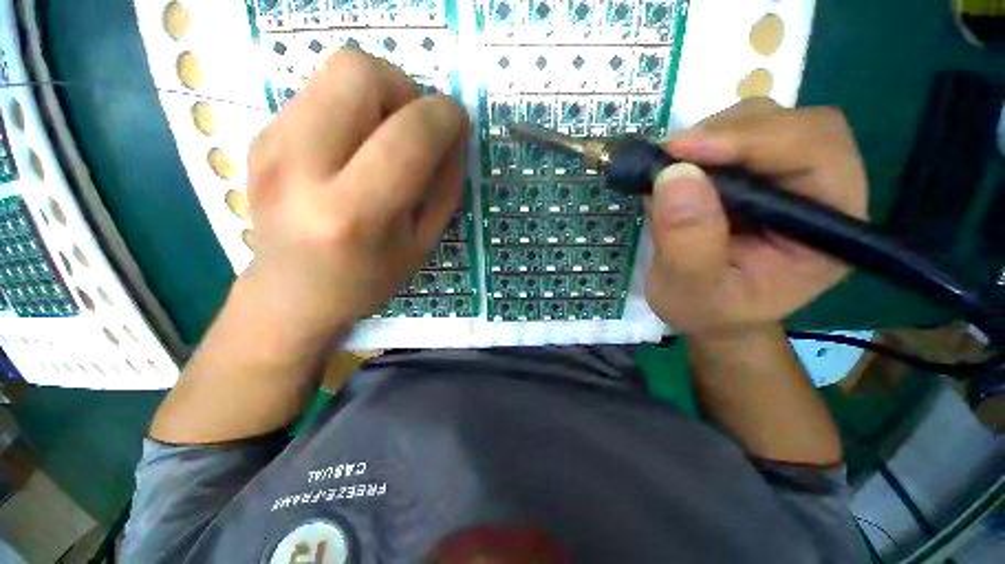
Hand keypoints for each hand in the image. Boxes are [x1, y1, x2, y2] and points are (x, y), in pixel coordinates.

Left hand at [241, 49, 468, 344]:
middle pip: (360, 71)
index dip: (445, 117)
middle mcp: (301, 168)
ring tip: (385, 138)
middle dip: (405, 89)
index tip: (457, 125)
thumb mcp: (423, 243)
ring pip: (338, 69)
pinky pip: (320, 91)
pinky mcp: (259, 134)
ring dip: (380, 95)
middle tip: (414, 129)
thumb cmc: (367, 278)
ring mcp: (270, 144)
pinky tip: (353, 147)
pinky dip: (353, 108)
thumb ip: (445, 187)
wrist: (290, 292)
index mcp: (354, 214)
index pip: (409, 135)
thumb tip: (453, 135)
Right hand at [645, 98, 867, 335]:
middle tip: (670, 159)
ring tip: (670, 171)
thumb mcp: (691, 291)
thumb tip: (674, 176)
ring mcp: (789, 176)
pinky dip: (700, 145)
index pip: (817, 151)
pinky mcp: (757, 173)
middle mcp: (822, 190)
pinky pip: (735, 136)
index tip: (682, 152)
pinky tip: (677, 172)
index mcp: (831, 226)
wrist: (710, 313)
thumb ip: (687, 244)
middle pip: (793, 125)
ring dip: (710, 136)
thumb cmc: (708, 311)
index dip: (753, 140)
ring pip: (763, 122)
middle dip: (727, 133)